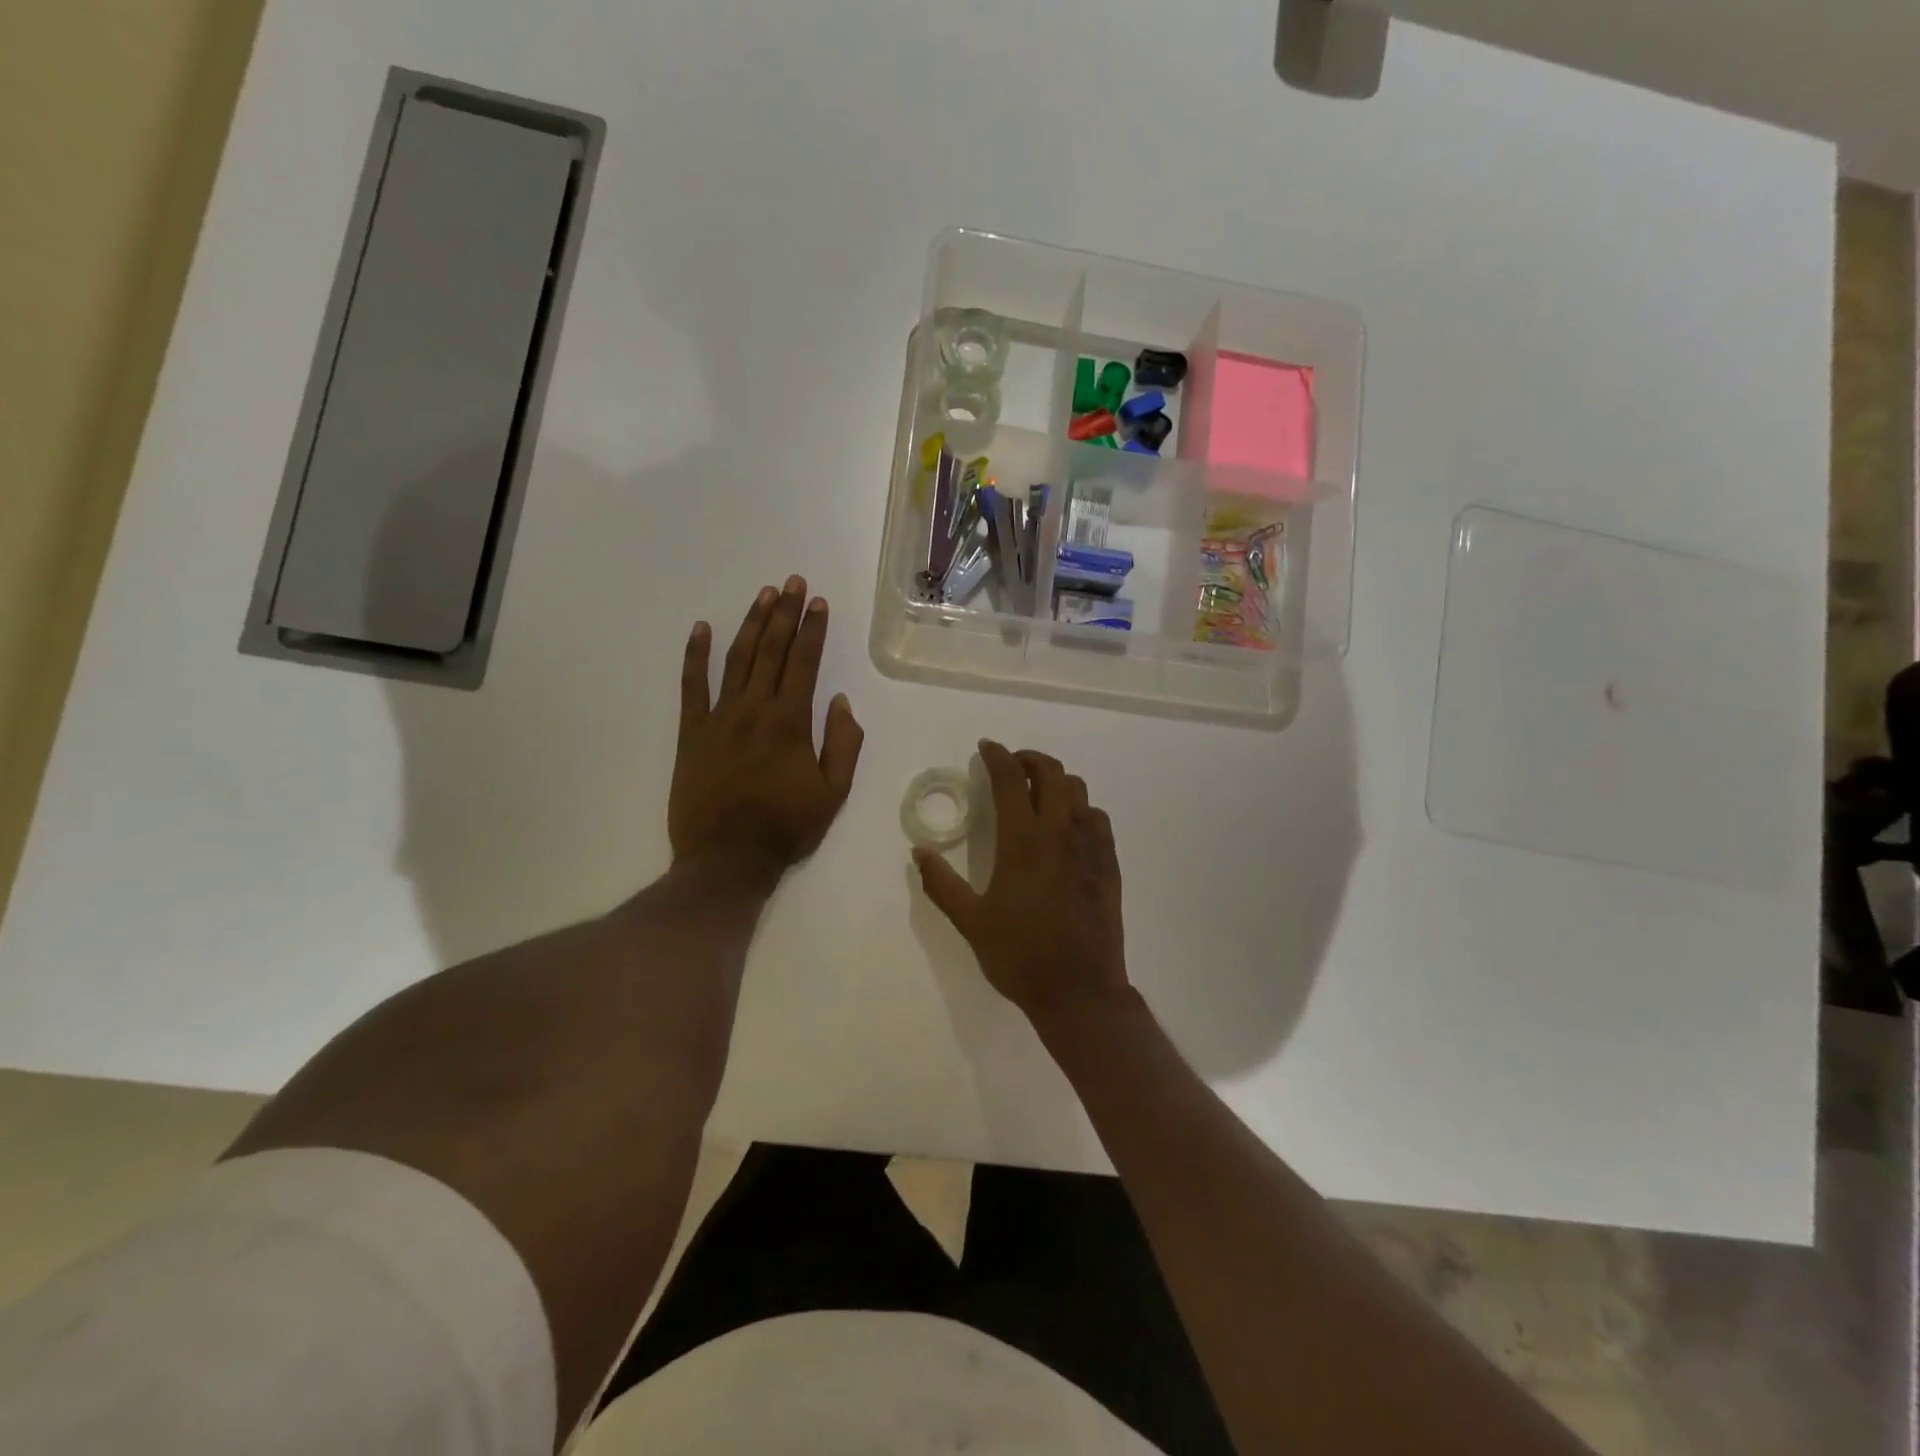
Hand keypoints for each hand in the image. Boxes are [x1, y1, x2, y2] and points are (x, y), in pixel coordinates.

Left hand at [670, 576, 864, 878]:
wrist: (727, 859)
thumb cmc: (786, 827)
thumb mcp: (834, 793)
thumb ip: (843, 744)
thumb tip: (840, 702)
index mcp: (791, 722)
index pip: (805, 662)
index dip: (813, 629)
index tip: (818, 602)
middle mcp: (754, 709)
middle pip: (772, 650)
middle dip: (785, 613)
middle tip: (792, 582)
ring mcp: (719, 718)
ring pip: (736, 659)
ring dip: (751, 624)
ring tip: (764, 595)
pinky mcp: (691, 733)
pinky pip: (691, 686)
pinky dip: (695, 655)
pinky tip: (701, 628)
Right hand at [913, 741, 1129, 1021]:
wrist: (1079, 991)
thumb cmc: (1019, 956)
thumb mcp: (970, 922)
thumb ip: (941, 884)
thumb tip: (920, 853)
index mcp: (1022, 840)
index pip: (1011, 779)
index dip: (997, 756)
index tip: (986, 748)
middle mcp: (1059, 832)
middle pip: (1052, 771)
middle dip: (1029, 759)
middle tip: (1012, 766)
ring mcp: (1090, 846)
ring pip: (1078, 790)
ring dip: (1056, 781)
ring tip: (1038, 792)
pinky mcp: (1109, 863)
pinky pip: (1098, 818)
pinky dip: (1080, 808)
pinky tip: (1068, 826)